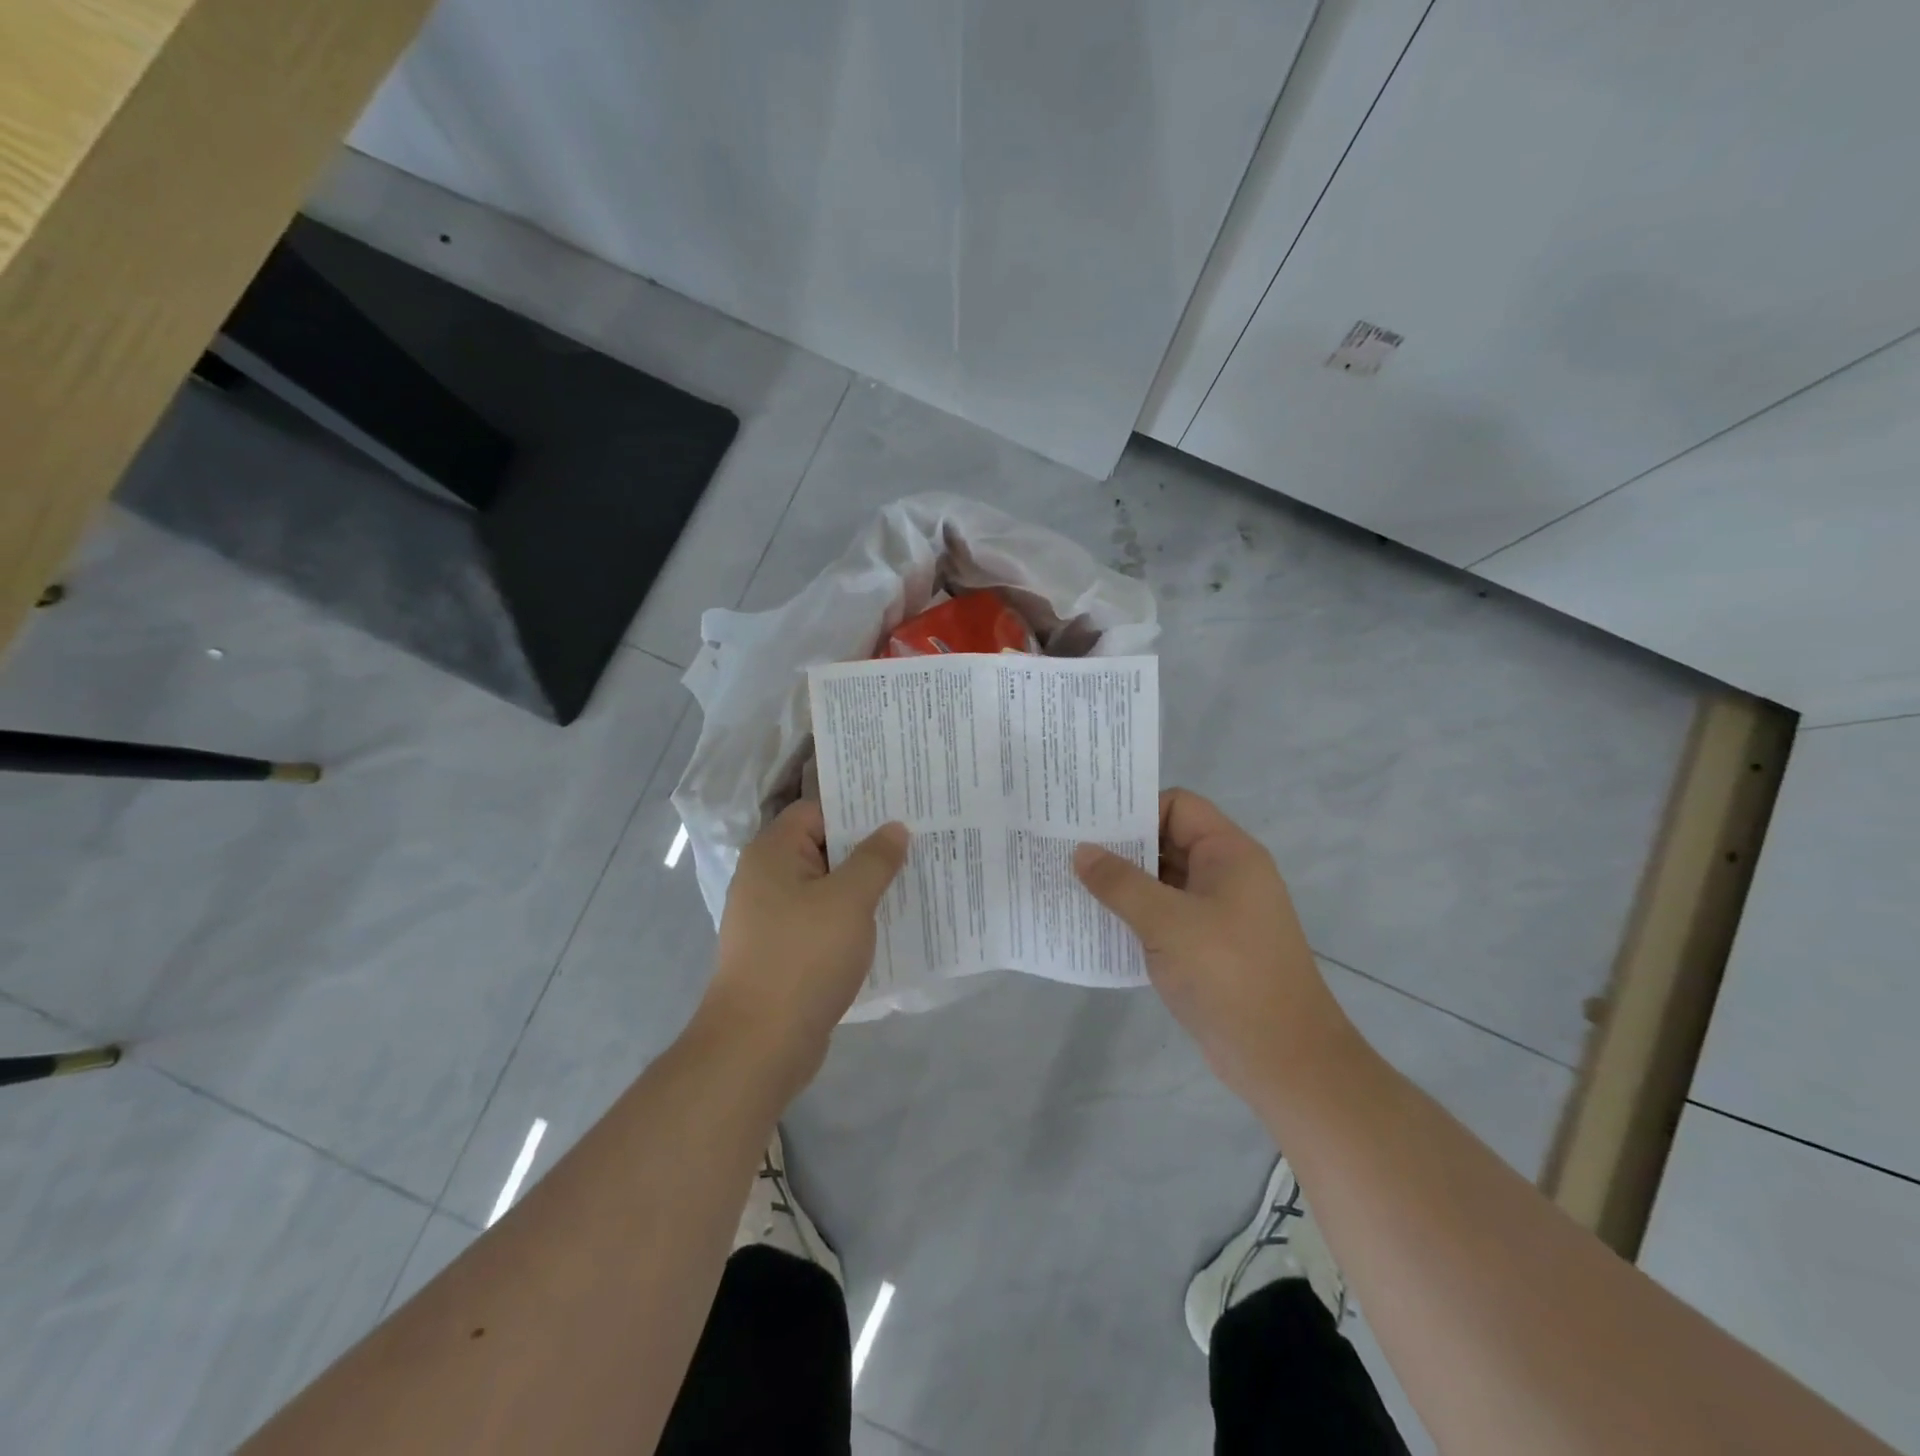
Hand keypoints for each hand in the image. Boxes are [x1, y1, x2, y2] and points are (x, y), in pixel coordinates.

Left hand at [700, 802, 908, 1098]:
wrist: (759, 1044)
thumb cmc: (804, 957)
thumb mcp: (849, 900)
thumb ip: (875, 859)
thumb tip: (894, 828)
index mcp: (773, 853)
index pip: (817, 811)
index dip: (858, 808)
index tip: (900, 810)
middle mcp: (766, 878)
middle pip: (822, 847)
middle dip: (868, 847)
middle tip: (917, 842)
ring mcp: (772, 917)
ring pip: (826, 887)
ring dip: (863, 885)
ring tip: (911, 880)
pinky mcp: (783, 951)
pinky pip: (822, 920)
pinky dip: (850, 918)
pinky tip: (886, 924)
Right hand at [1073, 789, 1350, 1105]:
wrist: (1283, 1059)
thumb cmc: (1228, 975)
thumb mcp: (1167, 923)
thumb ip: (1121, 883)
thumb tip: (1081, 852)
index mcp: (1228, 854)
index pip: (1178, 806)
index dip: (1136, 809)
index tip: (1089, 823)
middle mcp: (1225, 875)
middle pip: (1167, 841)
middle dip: (1120, 847)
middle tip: (1067, 850)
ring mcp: (1217, 913)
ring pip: (1162, 882)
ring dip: (1122, 885)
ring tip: (1071, 884)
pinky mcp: (1207, 947)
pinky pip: (1164, 917)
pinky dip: (1134, 916)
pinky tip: (1096, 924)